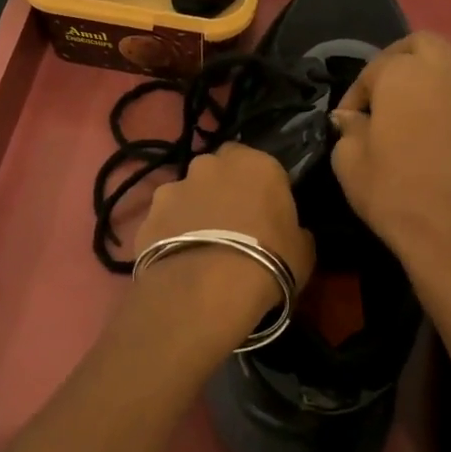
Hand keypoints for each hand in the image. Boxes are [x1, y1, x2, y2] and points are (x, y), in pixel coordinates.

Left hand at [129, 142, 316, 343]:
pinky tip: (177, 259)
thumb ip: (294, 230)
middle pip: (217, 170)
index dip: (258, 185)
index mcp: (256, 164)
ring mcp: (174, 187)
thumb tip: (290, 231)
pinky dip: (169, 232)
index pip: (258, 161)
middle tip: (230, 223)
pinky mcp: (148, 214)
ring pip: (187, 192)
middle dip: (221, 189)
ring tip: (199, 245)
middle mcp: (211, 165)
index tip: (262, 208)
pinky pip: (164, 219)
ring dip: (193, 209)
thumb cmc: (268, 262)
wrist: (206, 290)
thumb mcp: (302, 250)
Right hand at [329, 32, 450, 288]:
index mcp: (405, 75)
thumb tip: (351, 118)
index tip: (348, 121)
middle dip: (403, 60)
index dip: (356, 93)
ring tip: (435, 101)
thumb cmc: (393, 194)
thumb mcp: (348, 163)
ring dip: (450, 74)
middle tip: (389, 92)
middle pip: (425, 44)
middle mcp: (449, 73)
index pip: (374, 69)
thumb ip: (349, 130)